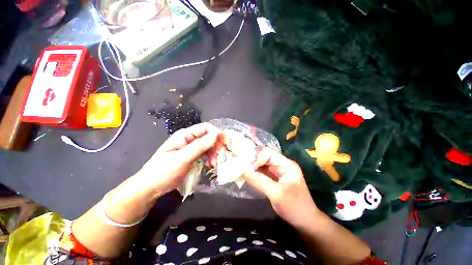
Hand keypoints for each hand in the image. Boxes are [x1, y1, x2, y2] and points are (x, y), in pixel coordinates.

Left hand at [137, 123, 221, 195]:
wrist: (150, 187)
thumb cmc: (163, 171)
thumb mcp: (182, 158)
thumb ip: (199, 146)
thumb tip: (216, 134)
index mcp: (185, 135)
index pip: (206, 128)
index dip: (217, 133)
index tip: (226, 143)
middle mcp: (190, 139)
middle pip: (209, 136)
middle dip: (217, 145)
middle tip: (222, 155)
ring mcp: (191, 148)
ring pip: (209, 146)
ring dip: (214, 153)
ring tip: (215, 164)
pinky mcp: (193, 156)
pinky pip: (206, 153)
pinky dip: (210, 158)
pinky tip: (211, 165)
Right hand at [244, 148, 320, 226]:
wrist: (305, 221)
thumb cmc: (294, 207)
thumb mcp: (276, 194)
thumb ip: (260, 181)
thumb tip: (244, 172)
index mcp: (287, 164)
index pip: (268, 153)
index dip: (257, 158)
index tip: (249, 169)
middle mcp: (282, 164)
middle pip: (264, 156)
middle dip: (253, 161)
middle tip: (243, 168)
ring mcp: (278, 171)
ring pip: (262, 163)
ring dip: (253, 167)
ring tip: (243, 171)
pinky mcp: (274, 177)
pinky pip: (262, 171)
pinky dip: (255, 173)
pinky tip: (248, 176)